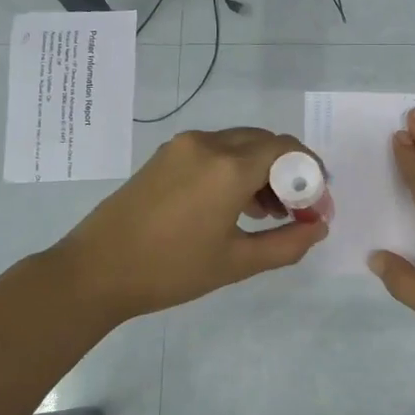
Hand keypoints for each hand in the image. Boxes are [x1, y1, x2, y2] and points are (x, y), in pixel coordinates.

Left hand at [55, 127, 327, 324]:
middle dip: (289, 172)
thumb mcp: (237, 263)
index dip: (311, 174)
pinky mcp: (165, 156)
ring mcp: (183, 146)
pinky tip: (235, 205)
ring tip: (268, 214)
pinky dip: (236, 169)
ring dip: (263, 170)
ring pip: (241, 144)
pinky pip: (215, 151)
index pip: (288, 150)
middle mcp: (208, 144)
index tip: (317, 206)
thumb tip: (319, 229)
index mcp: (229, 167)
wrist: (95, 271)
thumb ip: (287, 244)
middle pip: (266, 142)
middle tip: (297, 211)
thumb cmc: (170, 270)